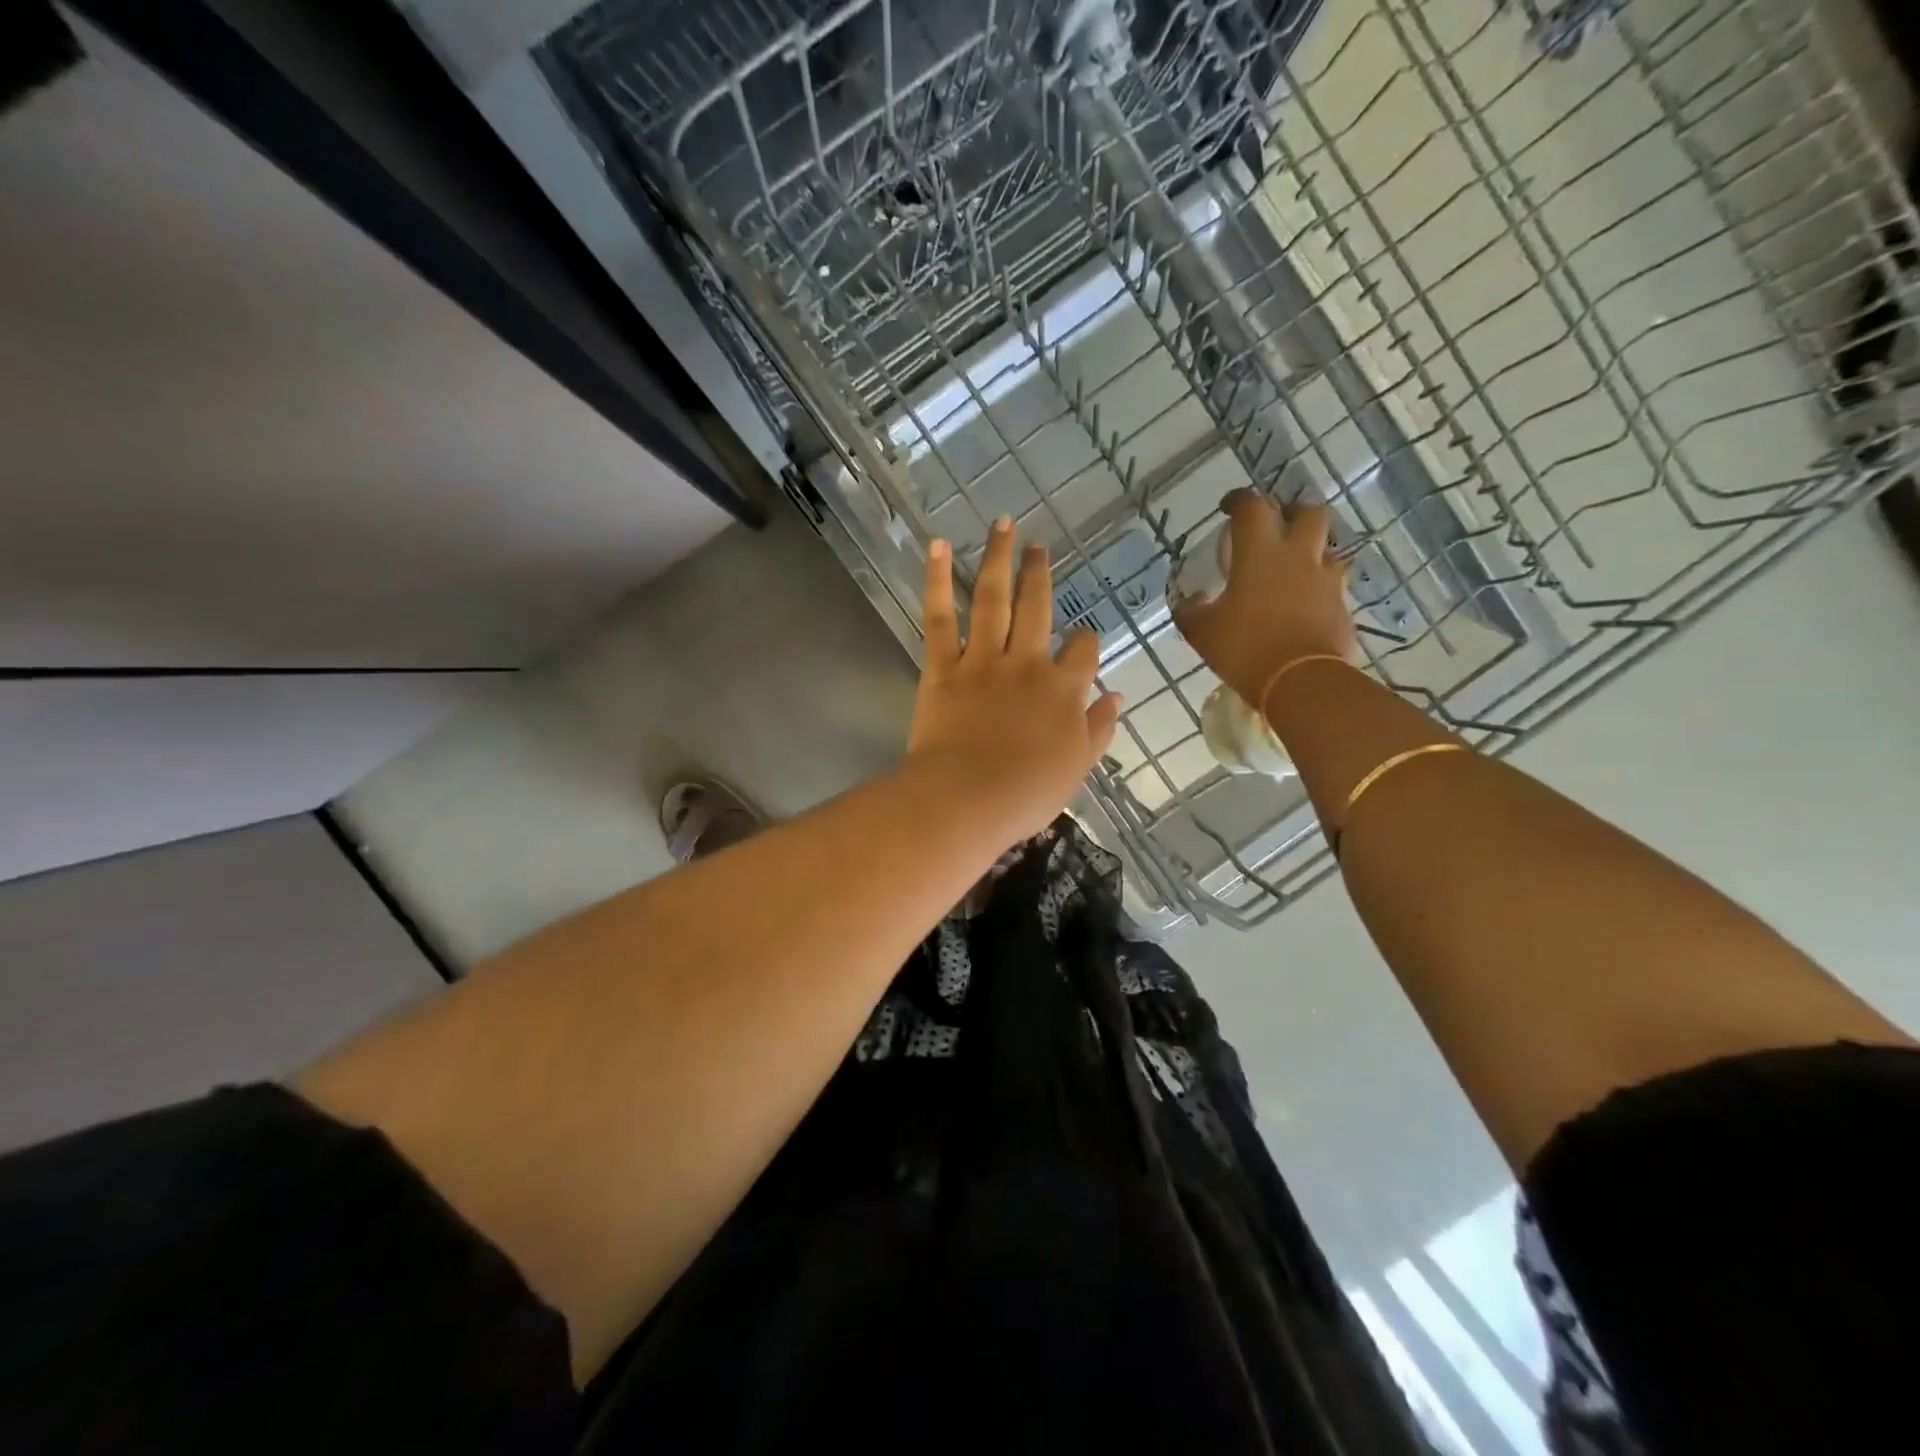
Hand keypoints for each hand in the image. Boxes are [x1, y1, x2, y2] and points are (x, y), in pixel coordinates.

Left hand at [907, 518, 1123, 841]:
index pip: (1084, 651)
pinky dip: (936, 580)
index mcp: (1064, 690)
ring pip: (994, 598)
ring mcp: (983, 660)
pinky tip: (937, 545)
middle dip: (1040, 574)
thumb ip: (1099, 729)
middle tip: (1038, 546)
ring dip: (999, 558)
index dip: (1086, 641)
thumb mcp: (1077, 767)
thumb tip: (1117, 696)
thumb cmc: (1026, 793)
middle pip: (1038, 608)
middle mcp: (1027, 663)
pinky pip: (939, 617)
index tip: (1083, 638)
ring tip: (1003, 525)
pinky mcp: (943, 666)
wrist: (969, 798)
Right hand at [1172, 489, 1358, 703]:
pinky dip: (1320, 588)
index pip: (1252, 507)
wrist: (1301, 682)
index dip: (1239, 500)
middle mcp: (1298, 556)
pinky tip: (1305, 605)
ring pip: (1328, 549)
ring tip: (1295, 569)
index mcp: (1260, 553)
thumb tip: (1188, 601)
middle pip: (1309, 512)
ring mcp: (1326, 581)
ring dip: (1312, 551)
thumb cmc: (1244, 648)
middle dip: (1294, 512)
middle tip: (1279, 525)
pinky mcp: (1343, 607)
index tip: (1229, 507)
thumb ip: (1190, 612)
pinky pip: (1333, 586)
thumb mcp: (1202, 632)